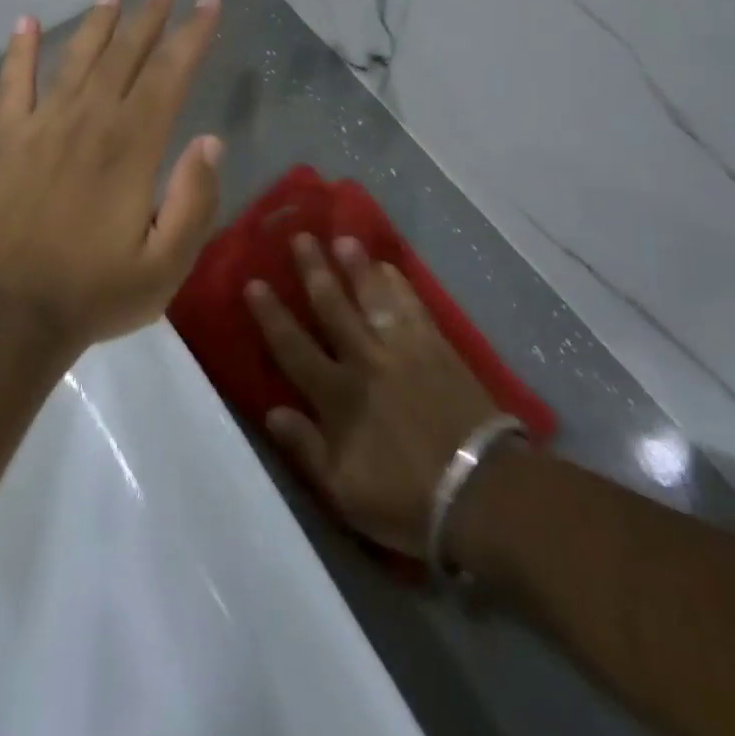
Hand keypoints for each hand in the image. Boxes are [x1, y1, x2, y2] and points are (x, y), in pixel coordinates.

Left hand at [0, 0, 224, 349]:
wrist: (9, 315)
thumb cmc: (97, 292)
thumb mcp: (167, 264)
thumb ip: (194, 200)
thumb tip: (210, 141)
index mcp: (132, 147)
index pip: (169, 75)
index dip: (192, 34)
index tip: (209, 1)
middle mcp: (89, 122)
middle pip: (125, 56)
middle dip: (150, 18)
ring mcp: (41, 127)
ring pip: (76, 60)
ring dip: (98, 23)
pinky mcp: (3, 141)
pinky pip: (12, 84)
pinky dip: (21, 50)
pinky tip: (27, 21)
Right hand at [247, 236, 500, 556]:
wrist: (479, 490)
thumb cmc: (407, 498)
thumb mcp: (344, 491)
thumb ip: (306, 447)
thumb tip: (272, 411)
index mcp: (337, 396)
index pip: (294, 347)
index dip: (271, 315)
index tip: (255, 282)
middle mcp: (365, 360)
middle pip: (332, 307)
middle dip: (313, 271)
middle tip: (299, 237)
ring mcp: (403, 348)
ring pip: (372, 297)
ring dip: (356, 266)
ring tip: (343, 238)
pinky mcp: (436, 345)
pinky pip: (412, 305)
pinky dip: (398, 284)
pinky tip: (389, 266)